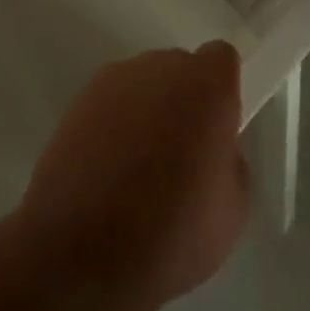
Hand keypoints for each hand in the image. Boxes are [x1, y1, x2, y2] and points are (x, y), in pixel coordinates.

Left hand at [20, 43, 249, 308]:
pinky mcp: (77, 101)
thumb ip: (228, 159)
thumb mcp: (232, 209)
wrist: (78, 252)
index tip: (217, 130)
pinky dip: (115, 125)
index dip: (222, 90)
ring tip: (139, 170)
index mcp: (205, 85)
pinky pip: (111, 103)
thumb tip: (208, 148)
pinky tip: (108, 173)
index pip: (221, 58)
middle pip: (180, 69)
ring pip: (143, 84)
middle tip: (182, 155)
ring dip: (148, 111)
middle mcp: (159, 68)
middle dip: (185, 100)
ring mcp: (113, 81)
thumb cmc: (170, 233)